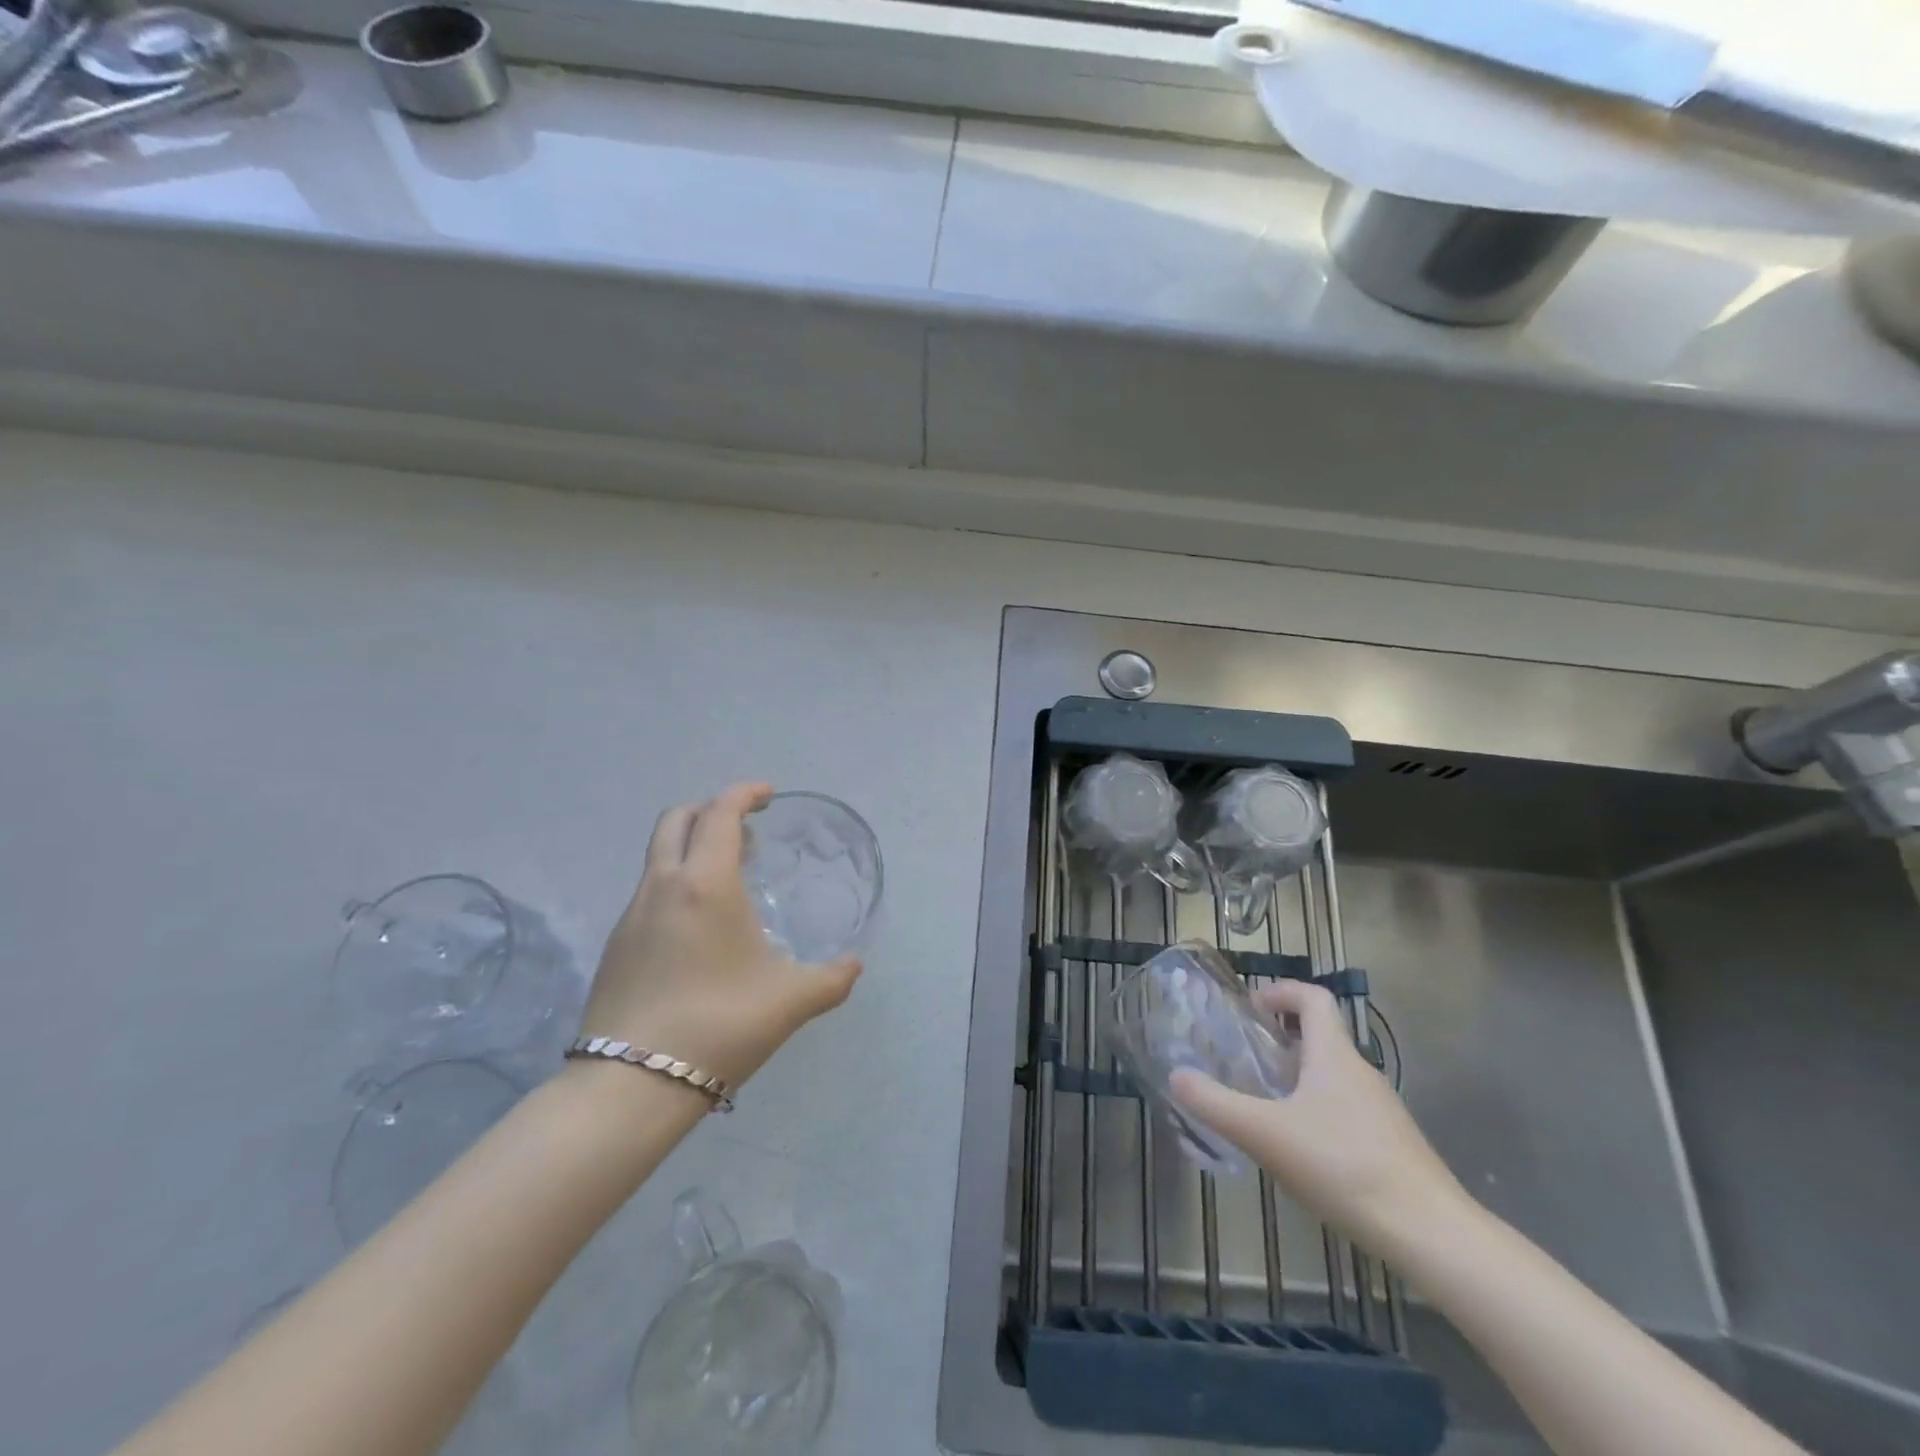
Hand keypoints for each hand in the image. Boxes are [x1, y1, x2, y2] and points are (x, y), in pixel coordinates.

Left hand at [576, 781, 861, 1092]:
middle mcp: (662, 886)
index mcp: (706, 883)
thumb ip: (832, 978)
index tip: (768, 795)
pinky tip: (699, 928)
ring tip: (729, 881)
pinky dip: (676, 884)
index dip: (744, 794)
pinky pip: (649, 891)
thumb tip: (854, 965)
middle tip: (746, 832)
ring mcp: (631, 915)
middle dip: (711, 811)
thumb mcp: (791, 1001)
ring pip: (659, 857)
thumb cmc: (720, 1025)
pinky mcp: (615, 946)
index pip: (721, 813)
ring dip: (692, 849)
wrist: (630, 1085)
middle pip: (677, 820)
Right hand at [1171, 979, 1468, 1258]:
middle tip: (1244, 1059)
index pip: (1313, 998)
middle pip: (1321, 1036)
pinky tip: (1300, 1152)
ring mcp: (1381, 1110)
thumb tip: (1177, 1075)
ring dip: (1298, 1077)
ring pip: (1333, 1076)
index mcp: (1334, 1055)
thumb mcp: (1265, 1134)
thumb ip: (1216, 1104)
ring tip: (1264, 1106)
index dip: (1281, 991)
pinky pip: (1346, 1110)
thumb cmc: (1343, 1166)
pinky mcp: (1392, 1145)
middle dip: (1281, 1039)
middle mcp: (1360, 1072)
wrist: (1430, 1233)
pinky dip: (1318, 1112)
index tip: (1251, 1008)